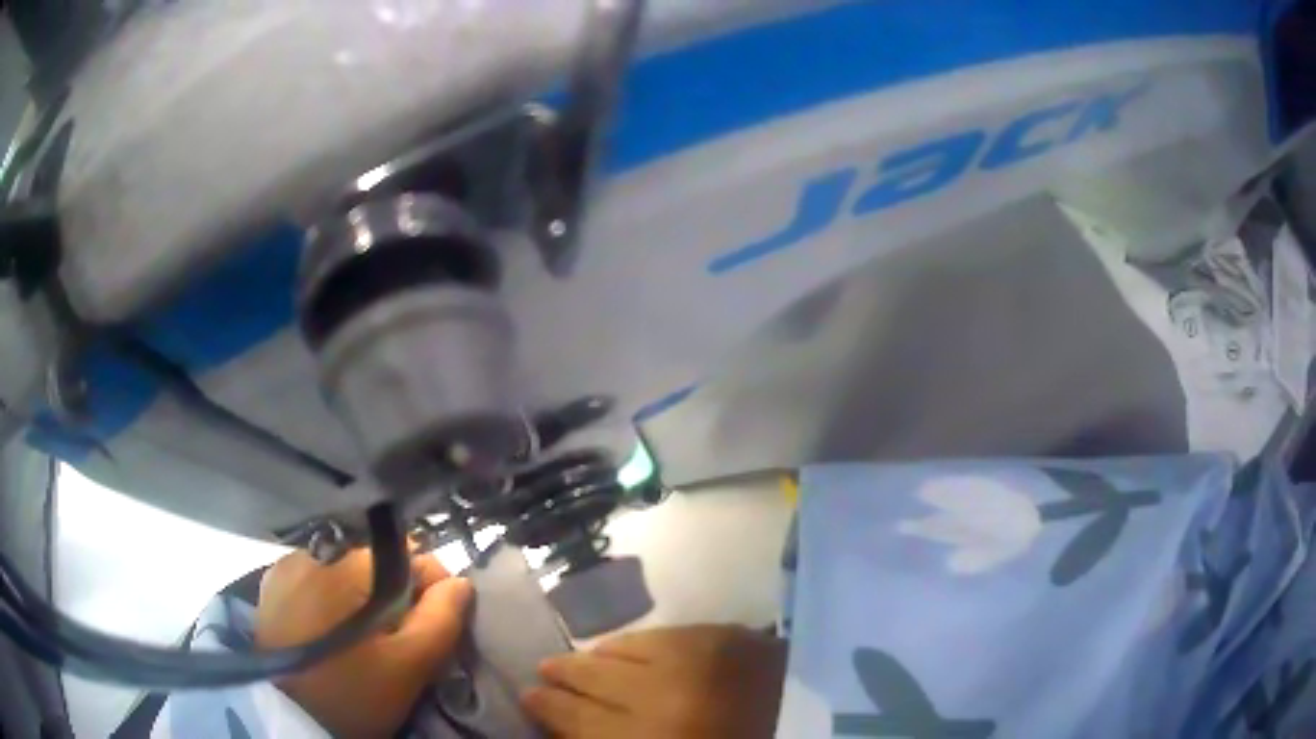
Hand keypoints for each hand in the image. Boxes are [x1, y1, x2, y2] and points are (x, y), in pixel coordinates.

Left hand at [255, 548, 472, 737]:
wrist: (284, 714)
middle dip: (398, 597)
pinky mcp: (271, 583)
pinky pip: (316, 579)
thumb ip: (441, 620)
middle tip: (397, 643)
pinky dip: (331, 600)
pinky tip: (330, 632)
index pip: (416, 554)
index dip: (435, 592)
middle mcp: (319, 549)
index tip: (433, 631)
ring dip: (363, 598)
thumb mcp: (409, 666)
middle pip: (380, 562)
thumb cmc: (352, 693)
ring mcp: (289, 564)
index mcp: (354, 563)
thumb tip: (460, 582)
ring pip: (347, 572)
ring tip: (362, 641)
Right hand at [523, 625, 786, 738]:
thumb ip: (608, 736)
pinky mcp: (723, 637)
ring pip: (620, 652)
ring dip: (593, 656)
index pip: (573, 718)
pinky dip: (634, 643)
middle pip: (591, 680)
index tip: (527, 695)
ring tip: (578, 658)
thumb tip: (567, 722)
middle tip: (544, 669)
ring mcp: (694, 663)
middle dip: (561, 675)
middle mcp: (663, 700)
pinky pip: (658, 635)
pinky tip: (623, 647)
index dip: (544, 706)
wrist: (810, 732)